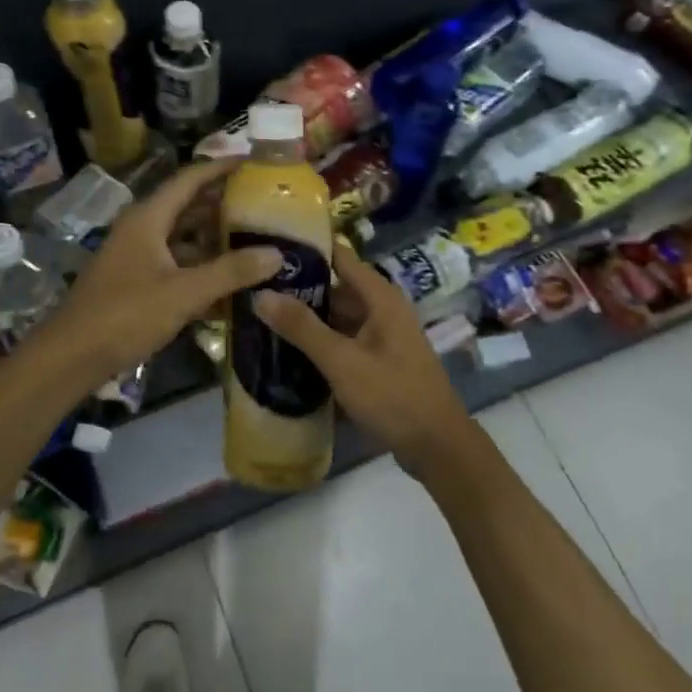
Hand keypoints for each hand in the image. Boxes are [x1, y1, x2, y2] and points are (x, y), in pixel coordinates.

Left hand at [38, 159, 281, 380]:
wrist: (71, 357)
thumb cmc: (125, 315)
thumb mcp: (183, 293)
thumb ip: (231, 272)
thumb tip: (278, 254)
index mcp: (149, 218)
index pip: (190, 178)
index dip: (222, 168)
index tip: (255, 162)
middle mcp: (142, 229)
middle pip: (189, 206)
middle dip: (225, 204)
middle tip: (266, 204)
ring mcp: (138, 256)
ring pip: (184, 237)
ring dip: (216, 238)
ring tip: (257, 239)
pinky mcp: (138, 282)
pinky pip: (177, 264)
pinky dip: (202, 267)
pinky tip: (231, 280)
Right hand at [253, 243, 485, 480]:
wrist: (437, 445)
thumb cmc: (392, 395)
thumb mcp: (342, 361)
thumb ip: (302, 327)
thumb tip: (261, 294)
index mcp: (380, 297)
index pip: (339, 256)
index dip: (307, 248)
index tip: (269, 246)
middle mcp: (383, 309)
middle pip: (336, 287)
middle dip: (299, 288)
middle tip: (254, 288)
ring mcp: (383, 335)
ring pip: (338, 316)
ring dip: (308, 318)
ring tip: (262, 317)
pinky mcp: (380, 360)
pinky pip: (345, 340)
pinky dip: (321, 341)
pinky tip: (290, 351)